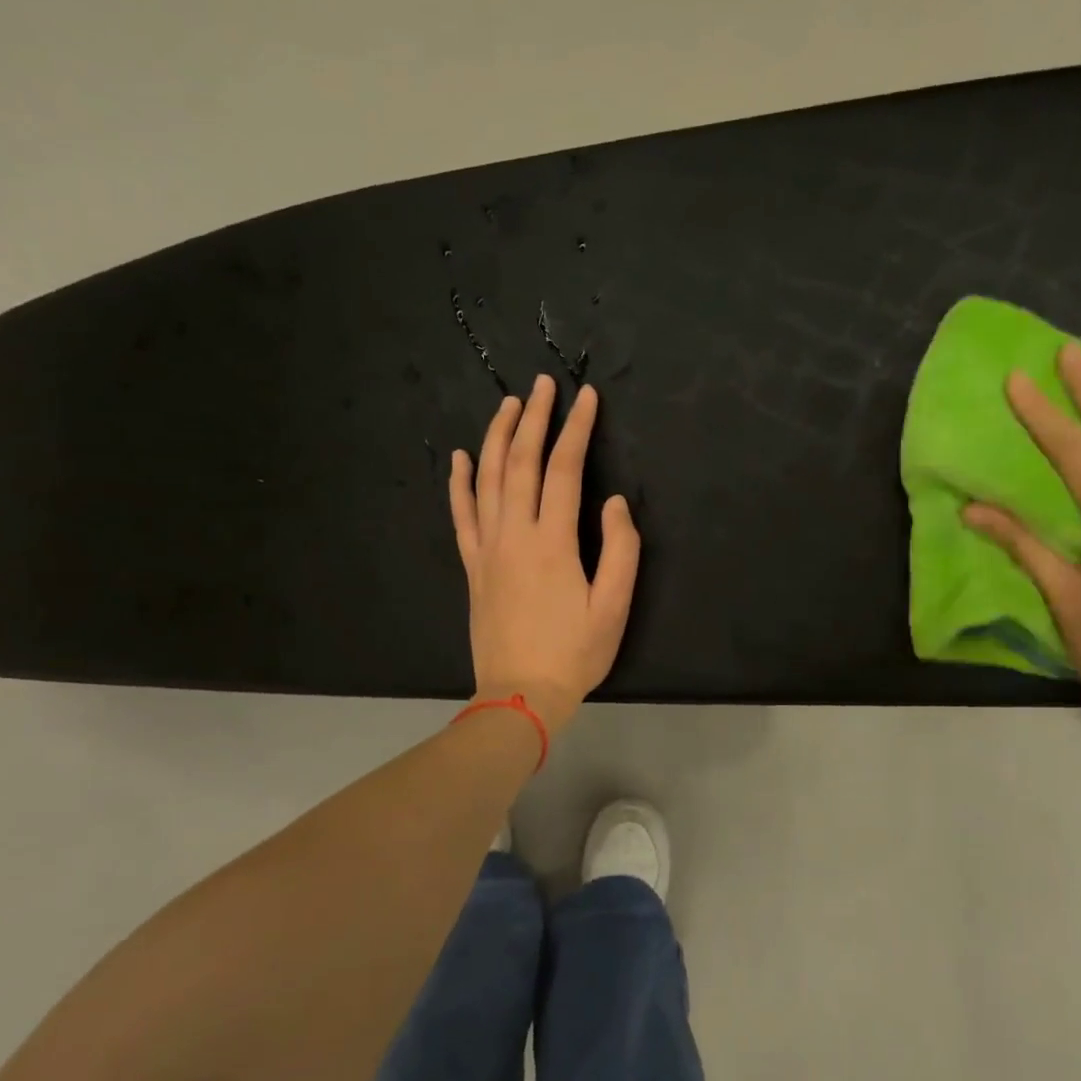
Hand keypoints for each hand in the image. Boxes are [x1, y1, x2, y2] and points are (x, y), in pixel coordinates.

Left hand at [449, 375, 640, 733]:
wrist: (519, 695)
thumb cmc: (574, 653)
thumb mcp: (614, 607)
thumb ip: (620, 550)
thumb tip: (613, 502)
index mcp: (552, 542)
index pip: (563, 470)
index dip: (576, 430)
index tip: (586, 398)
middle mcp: (514, 535)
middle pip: (520, 462)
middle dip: (534, 419)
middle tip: (544, 385)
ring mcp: (487, 549)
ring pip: (487, 480)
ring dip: (497, 437)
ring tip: (508, 405)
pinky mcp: (473, 566)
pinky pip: (462, 515)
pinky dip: (460, 483)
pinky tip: (462, 458)